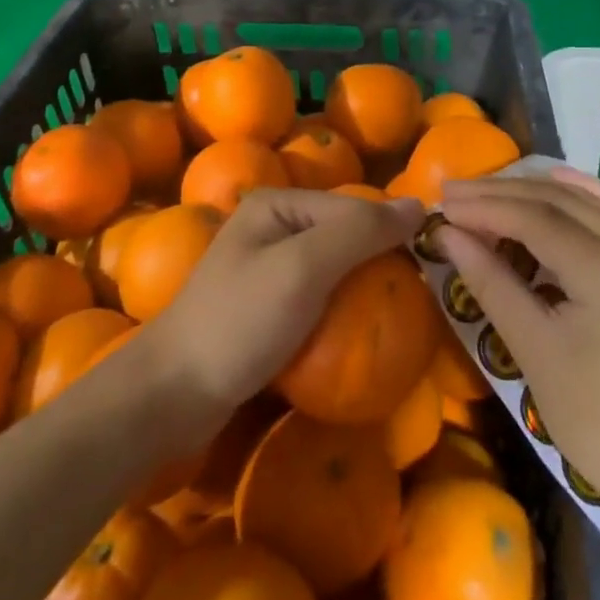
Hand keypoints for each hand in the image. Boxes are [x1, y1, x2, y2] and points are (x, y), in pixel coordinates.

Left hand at [146, 188, 423, 432]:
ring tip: (397, 317)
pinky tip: (359, 335)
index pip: (353, 207)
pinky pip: (318, 298)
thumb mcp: (304, 268)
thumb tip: (419, 204)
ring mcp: (267, 268)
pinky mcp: (266, 307)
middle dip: (377, 264)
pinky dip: (341, 313)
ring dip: (362, 291)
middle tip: (416, 300)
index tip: (427, 272)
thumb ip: (360, 232)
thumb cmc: (240, 322)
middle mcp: (272, 226)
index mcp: (277, 203)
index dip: (390, 234)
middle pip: (344, 236)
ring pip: (334, 269)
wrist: (171, 396)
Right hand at [436, 169, 599, 541]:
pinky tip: (558, 183)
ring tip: (488, 191)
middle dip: (503, 194)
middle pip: (561, 203)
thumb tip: (448, 235)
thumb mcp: (537, 353)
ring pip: (588, 204)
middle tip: (453, 193)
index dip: (485, 206)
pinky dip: (582, 197)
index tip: (441, 202)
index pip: (537, 219)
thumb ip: (492, 283)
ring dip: (535, 192)